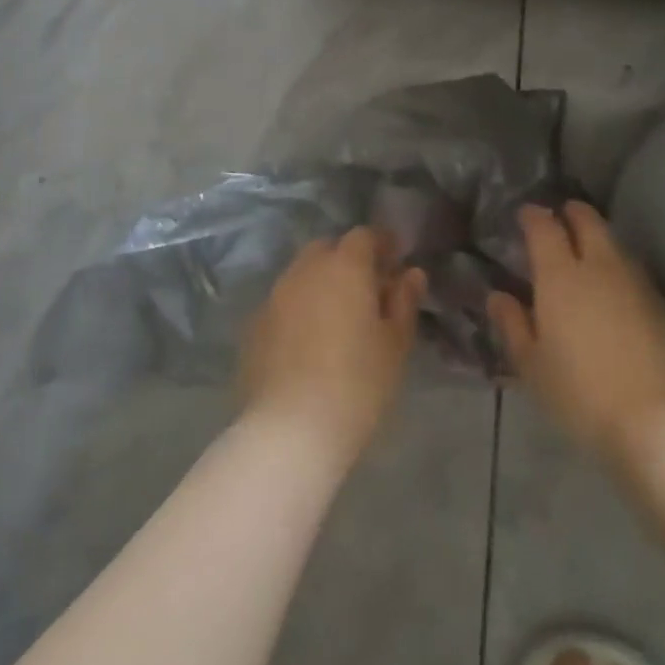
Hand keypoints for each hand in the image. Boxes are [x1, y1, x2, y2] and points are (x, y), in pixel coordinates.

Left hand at [239, 227, 424, 468]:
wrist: (291, 428)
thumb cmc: (358, 383)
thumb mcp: (395, 343)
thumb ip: (403, 301)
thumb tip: (410, 274)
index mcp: (344, 267)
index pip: (363, 236)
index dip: (381, 244)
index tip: (395, 261)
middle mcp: (305, 271)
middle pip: (327, 249)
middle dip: (347, 260)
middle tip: (367, 290)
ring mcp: (274, 296)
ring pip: (301, 275)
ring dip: (320, 284)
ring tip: (338, 317)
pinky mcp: (254, 325)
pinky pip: (283, 302)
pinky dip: (299, 309)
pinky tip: (309, 340)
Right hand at [489, 202, 664, 463]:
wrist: (659, 423)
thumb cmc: (580, 394)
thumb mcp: (532, 365)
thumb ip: (513, 325)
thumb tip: (498, 296)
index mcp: (560, 276)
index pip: (545, 229)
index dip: (534, 216)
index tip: (526, 213)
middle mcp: (600, 268)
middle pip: (589, 223)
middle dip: (573, 213)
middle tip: (562, 214)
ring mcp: (637, 285)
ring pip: (615, 245)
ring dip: (599, 238)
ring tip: (587, 249)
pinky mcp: (663, 307)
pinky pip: (634, 273)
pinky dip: (619, 268)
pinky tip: (615, 288)